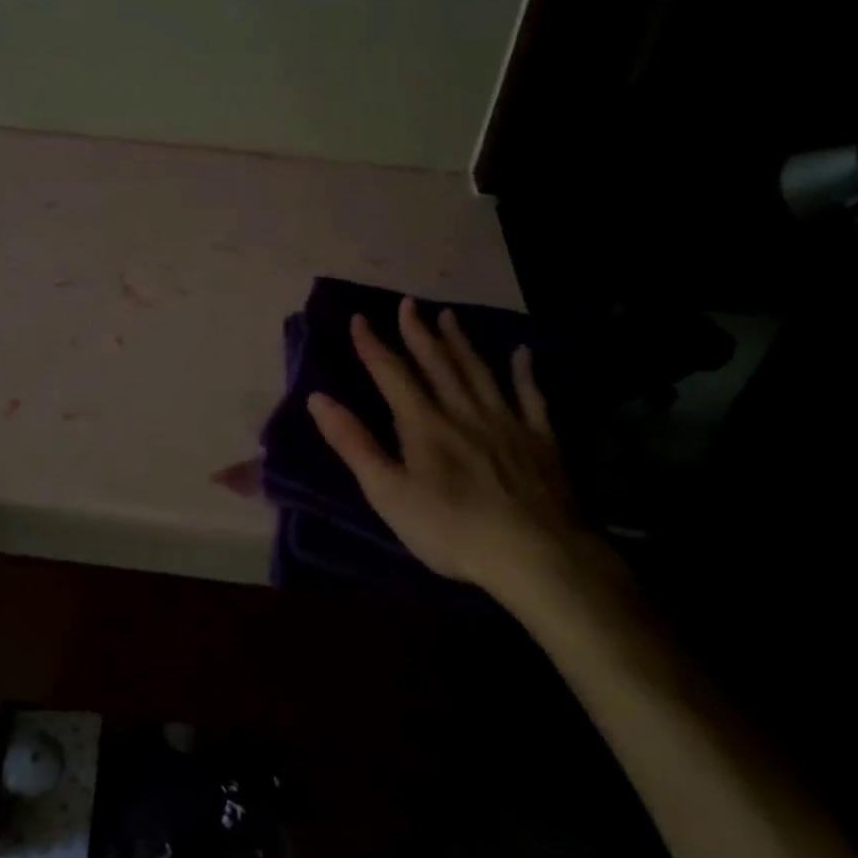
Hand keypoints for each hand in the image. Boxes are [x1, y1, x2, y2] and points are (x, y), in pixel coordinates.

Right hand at [307, 299, 617, 619]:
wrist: (534, 554)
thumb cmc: (451, 529)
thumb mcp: (388, 492)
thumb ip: (354, 444)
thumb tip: (318, 399)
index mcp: (424, 424)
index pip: (392, 375)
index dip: (374, 346)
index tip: (360, 318)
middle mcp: (463, 411)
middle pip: (437, 364)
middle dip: (419, 333)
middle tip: (409, 303)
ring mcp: (506, 422)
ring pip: (479, 371)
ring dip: (461, 342)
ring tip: (450, 315)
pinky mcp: (540, 440)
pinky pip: (531, 397)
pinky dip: (525, 373)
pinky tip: (523, 354)